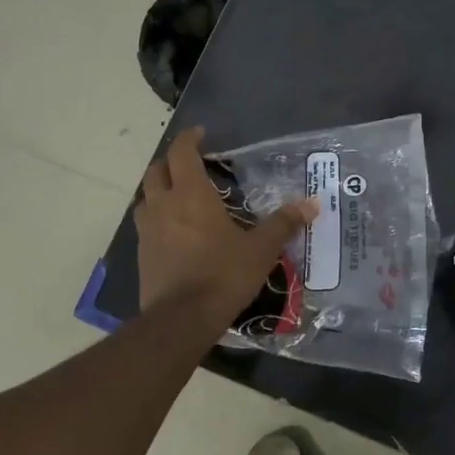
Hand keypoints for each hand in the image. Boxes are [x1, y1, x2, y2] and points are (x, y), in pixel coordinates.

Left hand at [136, 128, 317, 318]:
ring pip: (146, 198)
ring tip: (178, 197)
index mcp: (191, 195)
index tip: (201, 134)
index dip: (189, 139)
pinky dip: (157, 218)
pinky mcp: (142, 255)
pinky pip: (146, 225)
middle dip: (171, 162)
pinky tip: (174, 232)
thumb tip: (312, 204)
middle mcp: (164, 206)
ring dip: (159, 190)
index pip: (182, 152)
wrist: (182, 319)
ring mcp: (148, 231)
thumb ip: (283, 224)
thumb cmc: (223, 275)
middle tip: (191, 165)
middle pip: (156, 171)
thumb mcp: (260, 249)